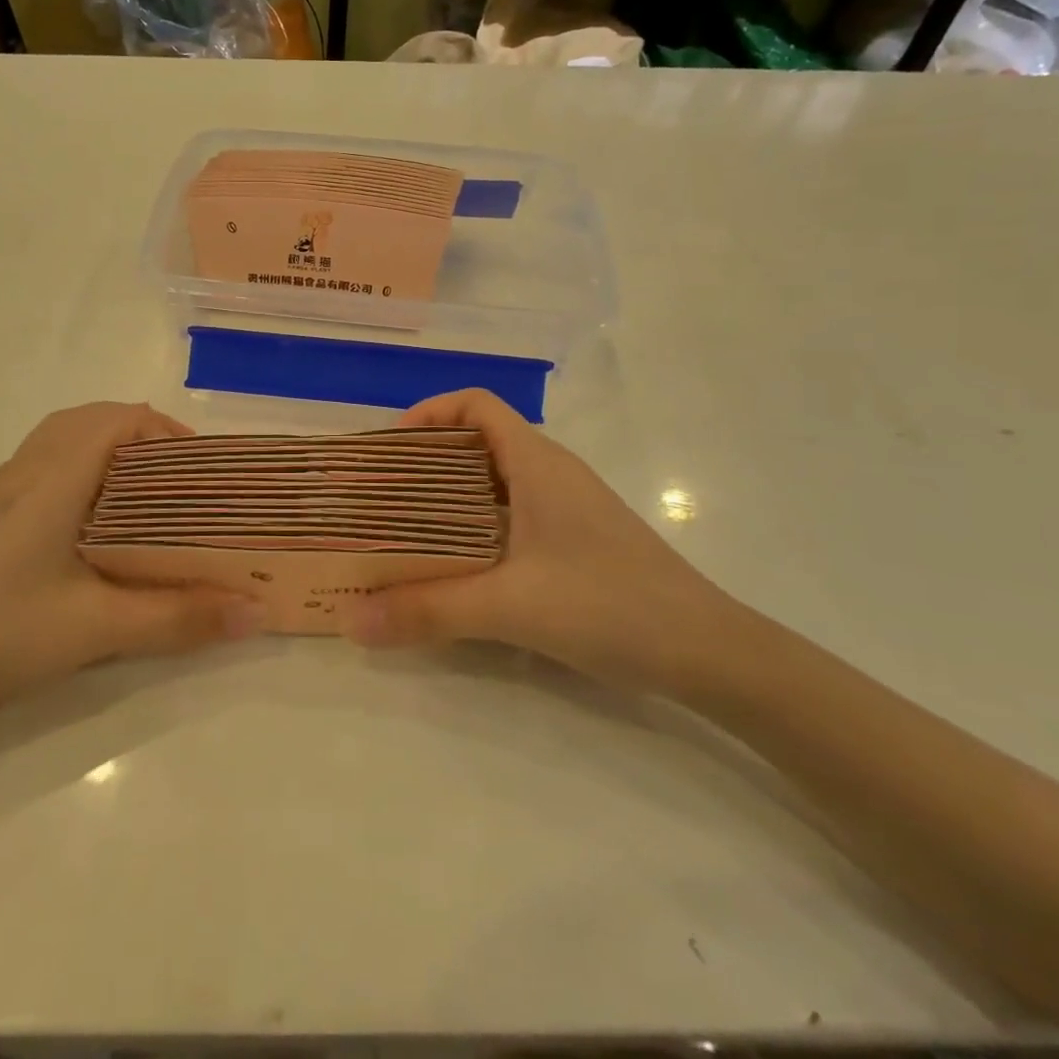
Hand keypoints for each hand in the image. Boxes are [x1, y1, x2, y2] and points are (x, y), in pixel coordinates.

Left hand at [0, 403, 264, 730]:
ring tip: (148, 498)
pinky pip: (47, 465)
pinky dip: (84, 471)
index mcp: (55, 477)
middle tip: (182, 485)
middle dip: (145, 439)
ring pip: (66, 440)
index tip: (202, 473)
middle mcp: (27, 469)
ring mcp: (2, 491)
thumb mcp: (98, 628)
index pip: (120, 419)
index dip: (167, 433)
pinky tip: (97, 526)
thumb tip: (256, 612)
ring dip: (112, 452)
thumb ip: (180, 618)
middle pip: (94, 420)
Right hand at [339, 390, 740, 697]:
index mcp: (537, 462)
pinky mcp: (575, 543)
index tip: (389, 453)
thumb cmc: (610, 605)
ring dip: (448, 501)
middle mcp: (551, 474)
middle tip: (381, 500)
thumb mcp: (510, 606)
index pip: (476, 405)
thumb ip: (428, 611)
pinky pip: (511, 518)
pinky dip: (474, 530)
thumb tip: (349, 620)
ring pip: (494, 485)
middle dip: (425, 464)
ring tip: (405, 534)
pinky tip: (457, 570)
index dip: (429, 414)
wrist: (709, 653)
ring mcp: (566, 509)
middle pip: (477, 444)